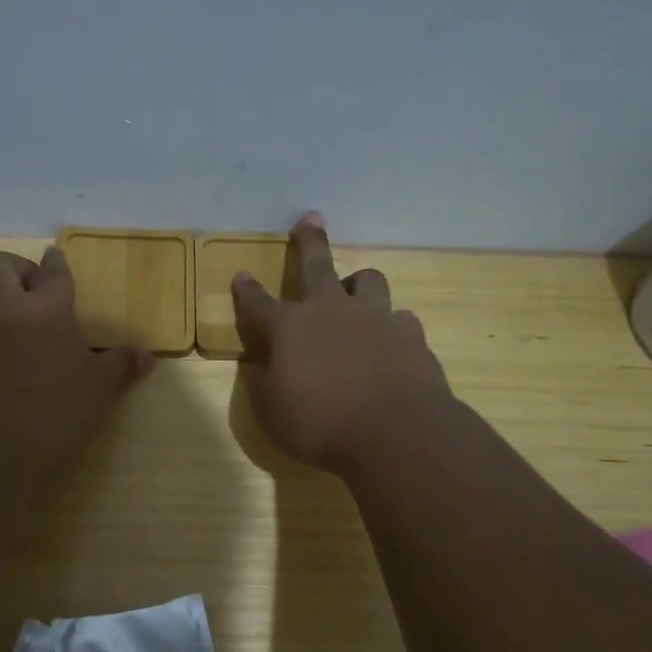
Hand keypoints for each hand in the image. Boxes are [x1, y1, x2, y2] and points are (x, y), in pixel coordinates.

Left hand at [0, 246, 154, 461]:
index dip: (55, 263)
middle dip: (16, 269)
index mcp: (45, 308)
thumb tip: (146, 355)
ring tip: (14, 326)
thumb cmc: (53, 408)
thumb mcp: (97, 389)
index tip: (54, 254)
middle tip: (33, 290)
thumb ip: (120, 366)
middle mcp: (5, 310)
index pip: (52, 273)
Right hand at [232, 212, 453, 473]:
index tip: (241, 276)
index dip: (246, 290)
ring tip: (356, 289)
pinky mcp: (410, 335)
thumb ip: (261, 382)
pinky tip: (391, 339)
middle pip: (316, 265)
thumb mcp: (271, 412)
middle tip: (311, 218)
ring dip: (359, 282)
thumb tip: (255, 363)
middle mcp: (331, 311)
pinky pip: (400, 318)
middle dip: (309, 240)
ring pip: (369, 280)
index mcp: (289, 327)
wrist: (395, 433)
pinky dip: (391, 326)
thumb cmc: (320, 425)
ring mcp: (374, 318)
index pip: (258, 302)